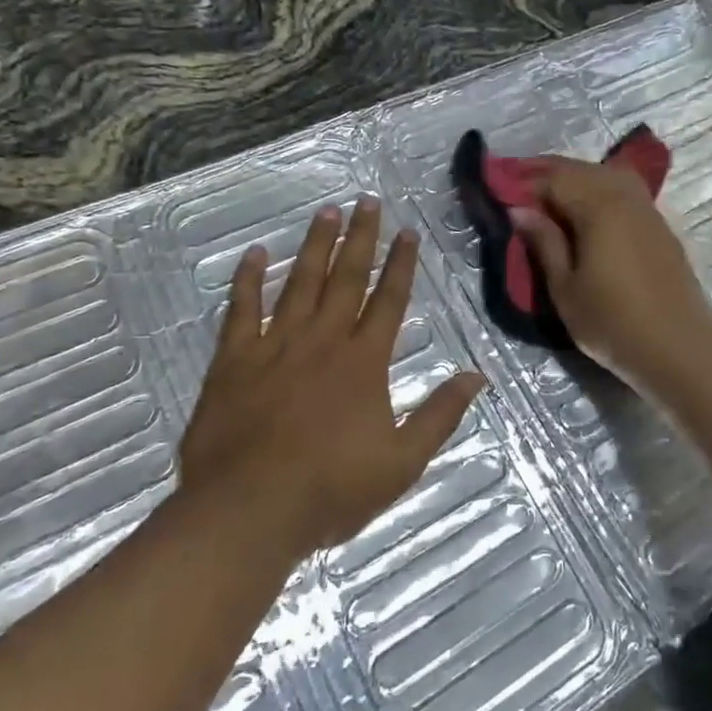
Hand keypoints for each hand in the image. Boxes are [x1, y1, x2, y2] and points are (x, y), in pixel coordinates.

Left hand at [179, 198, 485, 561]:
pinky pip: (242, 309)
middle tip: (366, 201)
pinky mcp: (234, 359)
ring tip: (326, 212)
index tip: (407, 232)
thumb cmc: (330, 489)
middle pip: (347, 277)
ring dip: (315, 246)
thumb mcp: (402, 462)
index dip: (401, 264)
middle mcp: (323, 339)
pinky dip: (248, 279)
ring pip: (300, 282)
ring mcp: (276, 345)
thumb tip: (477, 376)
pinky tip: (255, 253)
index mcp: (364, 361)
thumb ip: (440, 415)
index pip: (389, 300)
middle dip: (361, 237)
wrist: (248, 509)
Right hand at [511, 158, 711, 384]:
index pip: (553, 178)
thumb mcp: (565, 288)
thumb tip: (519, 210)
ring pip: (605, 174)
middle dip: (546, 174)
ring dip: (574, 178)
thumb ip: (543, 242)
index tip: (498, 193)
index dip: (523, 183)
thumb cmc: (613, 323)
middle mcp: (624, 196)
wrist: (681, 349)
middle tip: (517, 190)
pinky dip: (598, 190)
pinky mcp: (659, 225)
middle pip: (580, 169)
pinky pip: (623, 190)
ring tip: (548, 199)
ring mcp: (647, 208)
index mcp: (598, 206)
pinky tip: (585, 211)